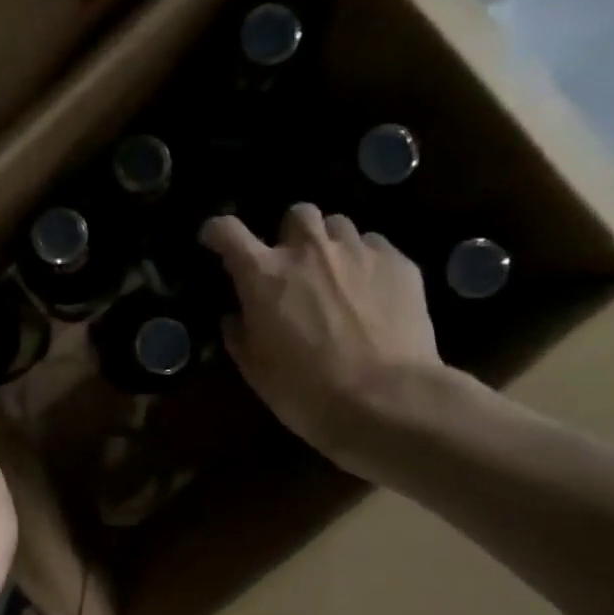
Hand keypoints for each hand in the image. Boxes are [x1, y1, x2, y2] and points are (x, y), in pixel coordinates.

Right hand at [200, 205, 450, 476]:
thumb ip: (239, 334)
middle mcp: (309, 250)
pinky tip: (372, 292)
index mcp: (264, 275)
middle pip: (296, 214)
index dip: (216, 232)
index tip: (214, 240)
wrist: (387, 401)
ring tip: (336, 275)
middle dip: (290, 234)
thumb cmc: (307, 391)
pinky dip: (366, 262)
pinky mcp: (399, 263)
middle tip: (293, 265)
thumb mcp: (256, 370)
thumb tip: (235, 316)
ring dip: (330, 245)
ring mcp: (358, 252)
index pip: (228, 232)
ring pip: (339, 226)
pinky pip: (375, 247)